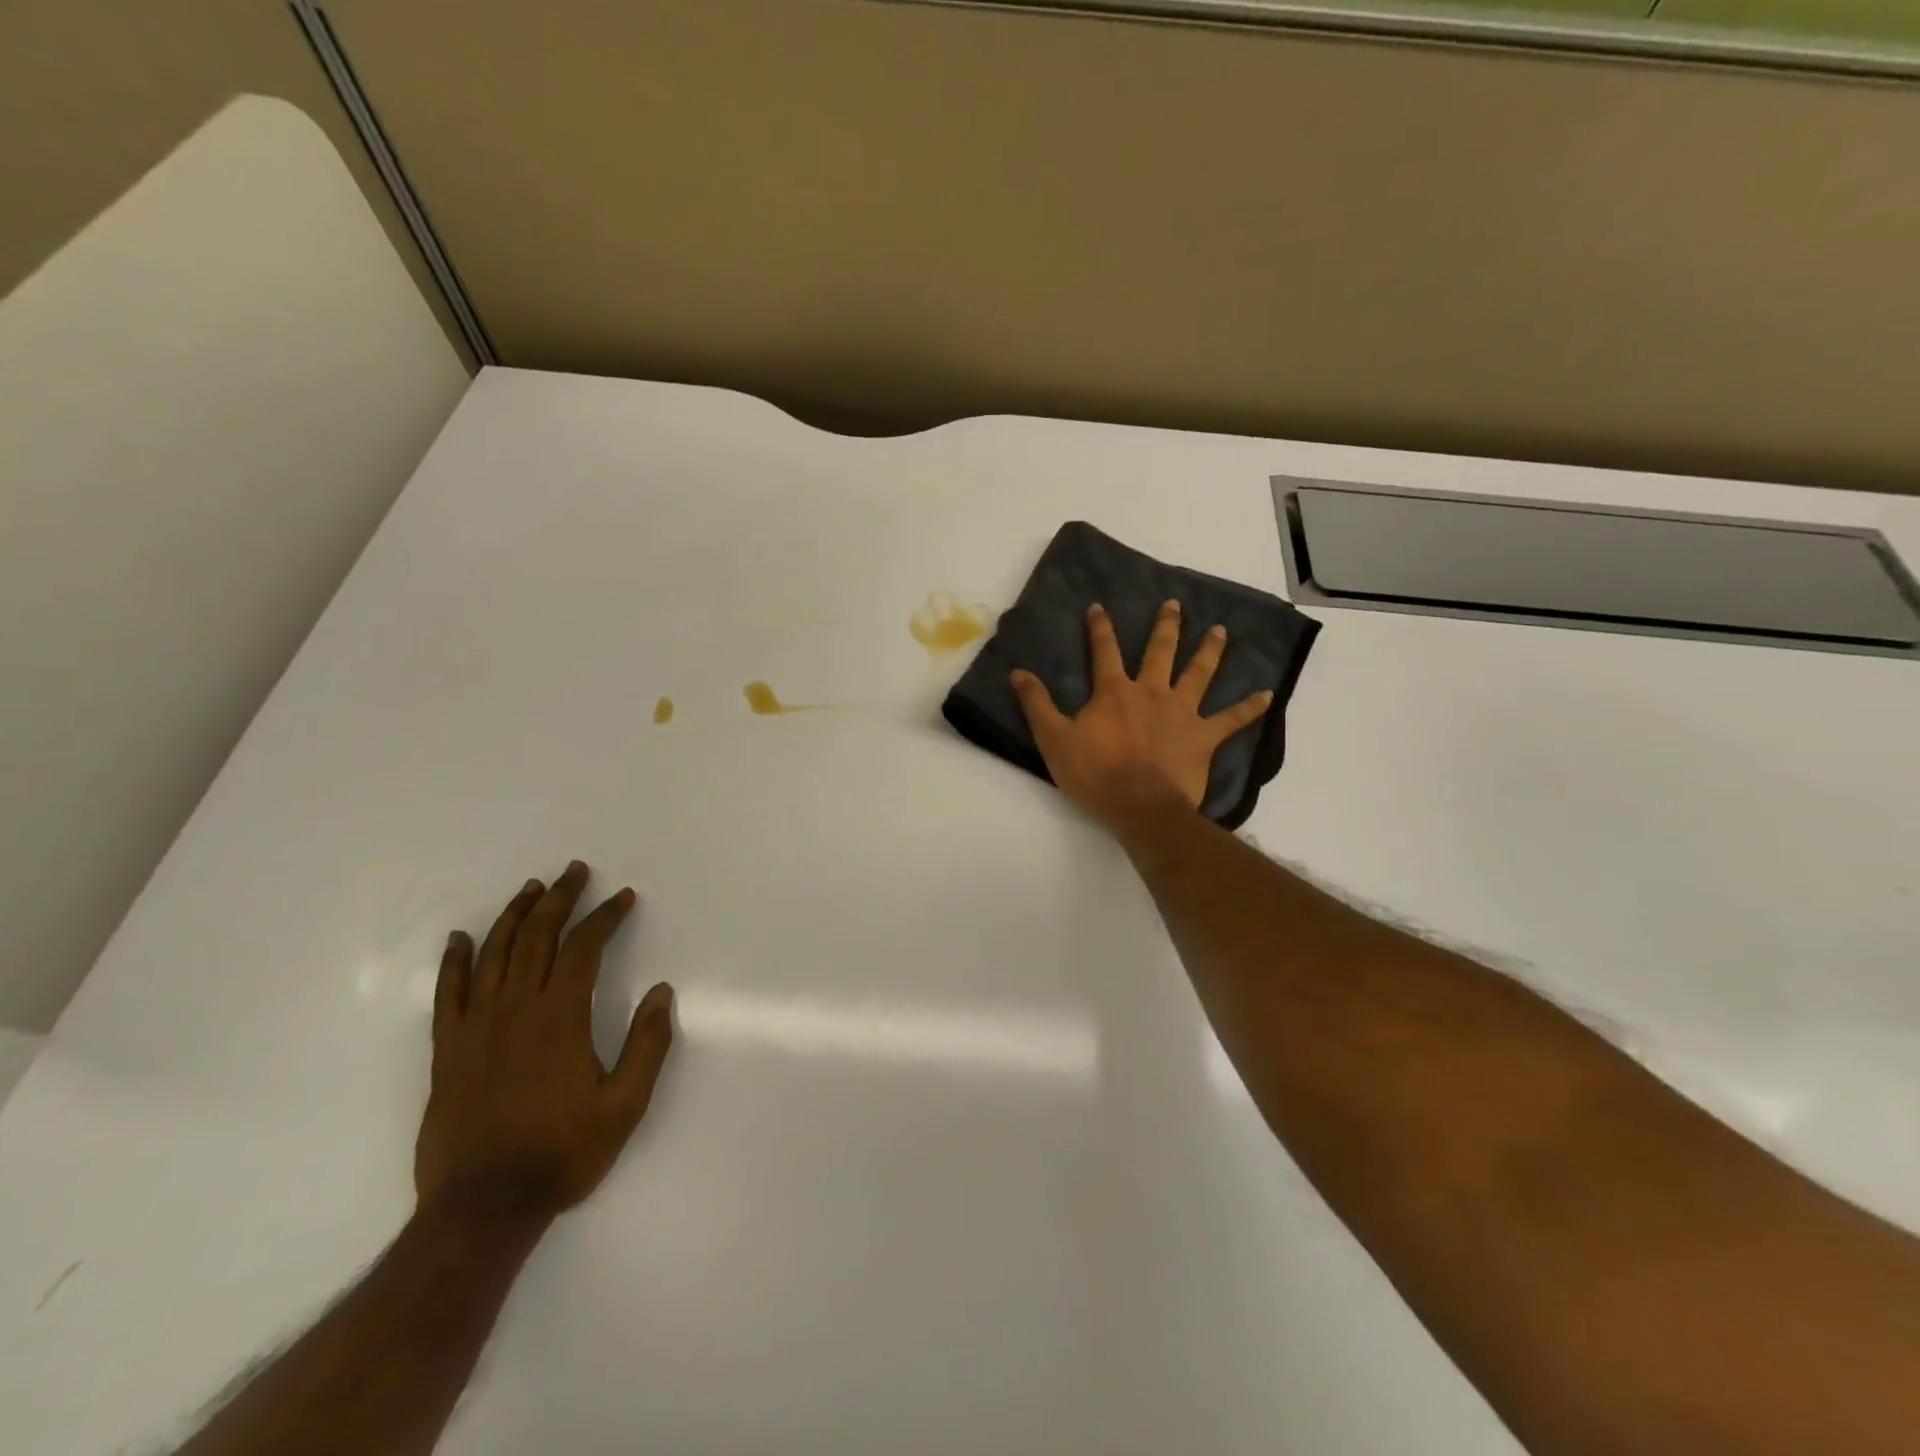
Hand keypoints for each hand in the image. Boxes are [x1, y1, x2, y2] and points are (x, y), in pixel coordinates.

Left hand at [416, 861, 673, 1222]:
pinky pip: (448, 994)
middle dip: (560, 899)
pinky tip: (460, 938)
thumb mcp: (625, 1105)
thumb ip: (647, 1045)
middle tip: (575, 872)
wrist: (482, 1208)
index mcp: (560, 1017)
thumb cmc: (562, 1153)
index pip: (583, 948)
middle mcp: (516, 1009)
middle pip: (537, 937)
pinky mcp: (448, 1051)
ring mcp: (476, 1028)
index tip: (623, 898)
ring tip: (531, 889)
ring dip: (515, 916)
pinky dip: (455, 961)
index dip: (605, 917)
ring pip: (494, 954)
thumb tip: (662, 992)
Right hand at [1010, 600, 1272, 828]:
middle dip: (1165, 626)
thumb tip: (1018, 673)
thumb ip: (1037, 704)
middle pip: (1159, 651)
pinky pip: (1231, 720)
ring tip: (1219, 630)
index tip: (1099, 606)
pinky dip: (1249, 708)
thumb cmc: (1095, 773)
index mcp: (1114, 692)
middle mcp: (1151, 692)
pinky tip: (1267, 695)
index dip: (1099, 628)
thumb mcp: (1054, 739)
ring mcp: (1181, 712)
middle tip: (1174, 605)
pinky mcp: (1203, 737)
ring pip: (1198, 674)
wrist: (1139, 805)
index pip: (1103, 651)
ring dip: (1209, 651)